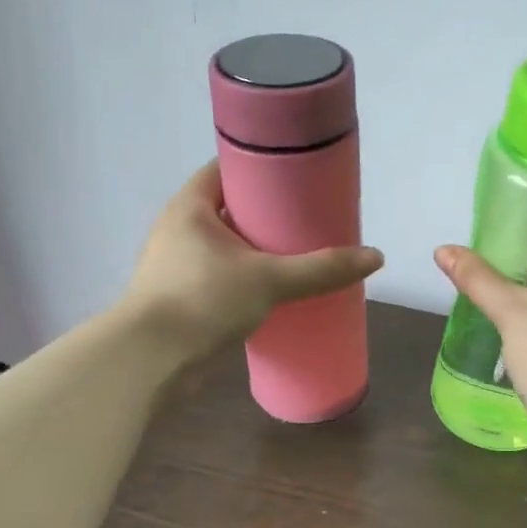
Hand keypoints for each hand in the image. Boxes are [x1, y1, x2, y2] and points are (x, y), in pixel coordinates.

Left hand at [125, 162, 383, 363]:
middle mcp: (178, 229)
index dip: (261, 167)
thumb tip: (375, 257)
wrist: (150, 361)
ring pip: (225, 245)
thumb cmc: (203, 300)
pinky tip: (274, 290)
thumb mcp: (269, 279)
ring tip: (298, 252)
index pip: (226, 169)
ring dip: (256, 248)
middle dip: (266, 212)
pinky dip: (246, 277)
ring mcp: (176, 265)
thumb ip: (320, 269)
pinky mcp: (182, 298)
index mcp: (190, 207)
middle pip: (229, 207)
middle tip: (308, 216)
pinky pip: (221, 275)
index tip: (297, 175)